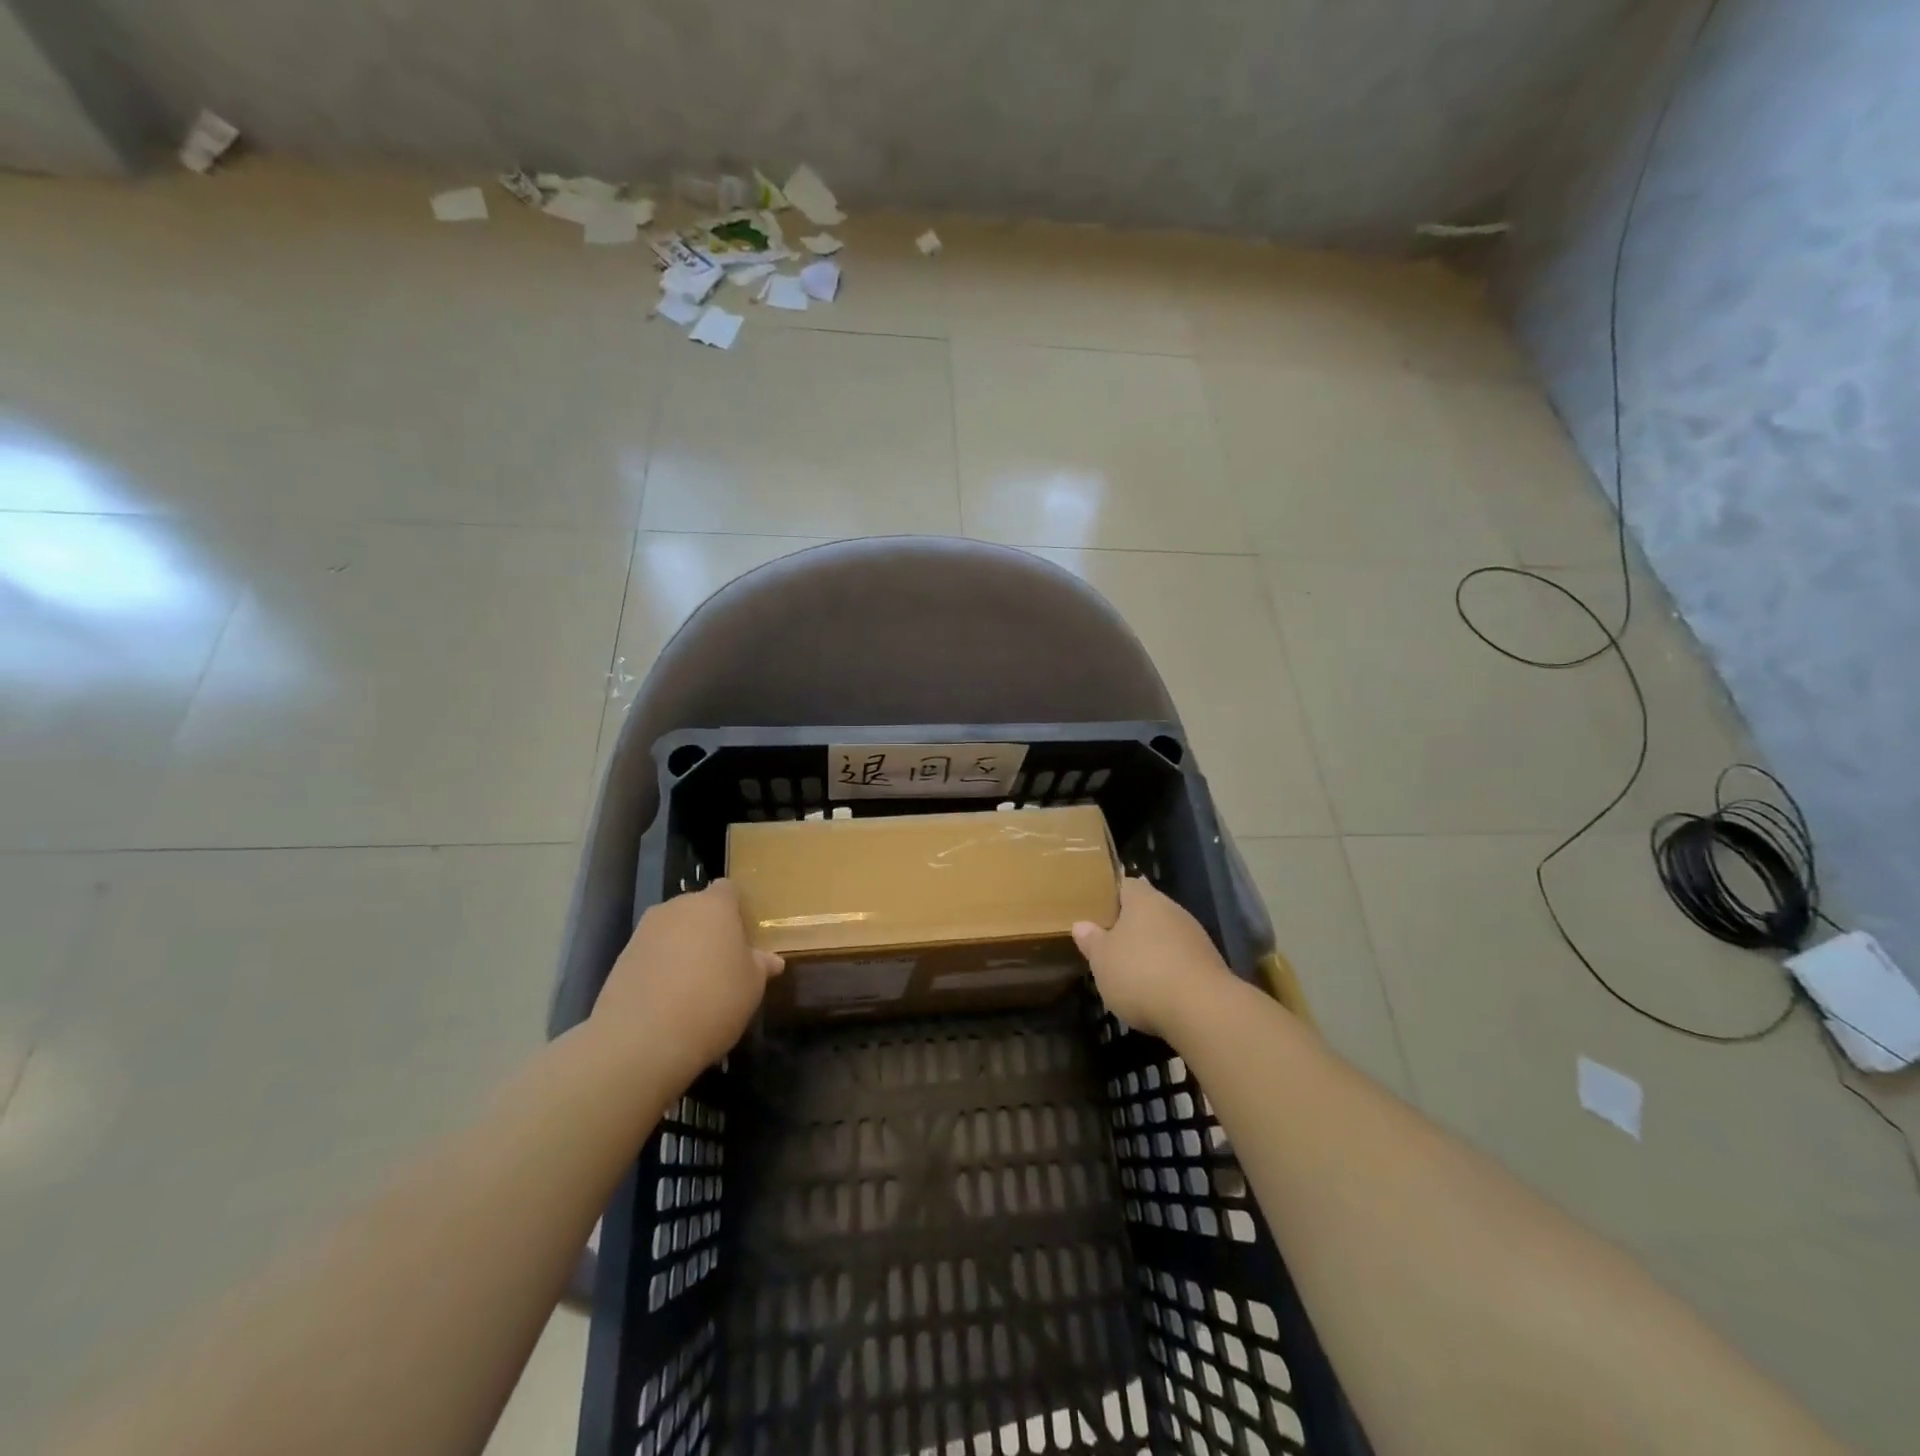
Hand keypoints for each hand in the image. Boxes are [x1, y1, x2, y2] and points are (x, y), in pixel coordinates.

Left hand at [590, 880, 782, 1085]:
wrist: (642, 1039)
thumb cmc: (714, 1000)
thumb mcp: (752, 985)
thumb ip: (760, 966)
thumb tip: (771, 960)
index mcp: (714, 905)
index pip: (727, 890)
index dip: (736, 909)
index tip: (743, 935)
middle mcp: (676, 908)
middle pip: (697, 909)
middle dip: (708, 929)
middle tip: (722, 962)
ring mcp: (644, 932)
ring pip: (671, 932)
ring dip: (682, 949)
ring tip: (693, 986)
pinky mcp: (620, 959)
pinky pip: (650, 955)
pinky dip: (659, 969)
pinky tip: (668, 1001)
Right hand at [1072, 877, 1233, 1039]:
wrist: (1202, 1010)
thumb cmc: (1141, 973)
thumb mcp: (1102, 959)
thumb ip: (1091, 940)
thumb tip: (1081, 925)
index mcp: (1143, 899)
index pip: (1125, 885)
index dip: (1110, 896)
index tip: (1095, 911)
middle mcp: (1172, 909)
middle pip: (1147, 910)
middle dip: (1130, 926)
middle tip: (1108, 944)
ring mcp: (1195, 936)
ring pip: (1165, 935)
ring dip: (1150, 949)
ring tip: (1129, 971)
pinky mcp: (1210, 964)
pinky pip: (1181, 959)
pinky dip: (1168, 970)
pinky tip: (1156, 991)